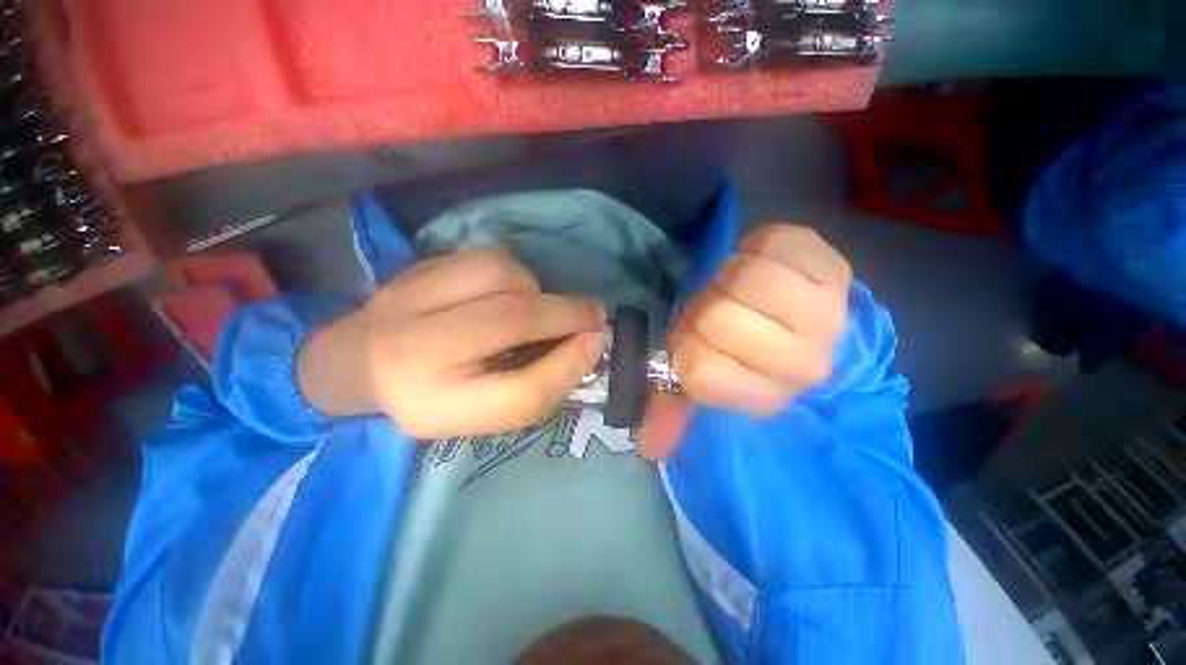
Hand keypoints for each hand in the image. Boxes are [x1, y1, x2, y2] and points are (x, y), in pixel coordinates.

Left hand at [298, 247, 605, 438]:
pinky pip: (482, 255)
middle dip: (566, 313)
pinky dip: (512, 270)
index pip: (518, 394)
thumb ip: (535, 387)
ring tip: (538, 304)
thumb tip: (584, 344)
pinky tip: (509, 289)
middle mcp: (412, 351)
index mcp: (434, 406)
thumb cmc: (433, 396)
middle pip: (511, 318)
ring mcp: (406, 298)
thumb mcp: (483, 413)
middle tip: (594, 315)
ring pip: (497, 272)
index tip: (595, 344)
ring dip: (535, 287)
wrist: (357, 363)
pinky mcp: (413, 268)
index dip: (567, 367)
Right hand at [638, 224, 851, 459]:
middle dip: (705, 309)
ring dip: (727, 278)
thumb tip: (645, 444)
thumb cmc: (743, 351)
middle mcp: (803, 363)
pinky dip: (753, 247)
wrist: (802, 319)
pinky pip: (770, 243)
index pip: (699, 370)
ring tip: (741, 289)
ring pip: (744, 278)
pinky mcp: (834, 266)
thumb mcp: (705, 382)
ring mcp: (826, 313)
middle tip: (720, 311)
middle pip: (718, 319)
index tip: (699, 343)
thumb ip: (672, 411)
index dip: (685, 346)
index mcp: (765, 395)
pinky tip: (764, 263)